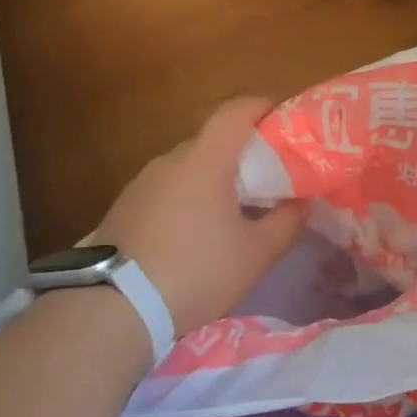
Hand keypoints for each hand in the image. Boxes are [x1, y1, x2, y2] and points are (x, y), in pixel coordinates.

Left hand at [85, 97, 306, 336]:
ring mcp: (141, 183)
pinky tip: (195, 234)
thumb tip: (302, 202)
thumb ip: (288, 222)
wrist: (115, 308)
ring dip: (213, 179)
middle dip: (243, 153)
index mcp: (205, 160)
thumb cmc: (197, 271)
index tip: (285, 124)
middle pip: (213, 140)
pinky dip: (188, 199)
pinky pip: (166, 190)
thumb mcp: (256, 254)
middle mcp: (170, 161)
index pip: (236, 111)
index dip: (264, 108)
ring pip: (188, 167)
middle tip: (268, 180)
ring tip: (233, 212)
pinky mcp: (123, 208)